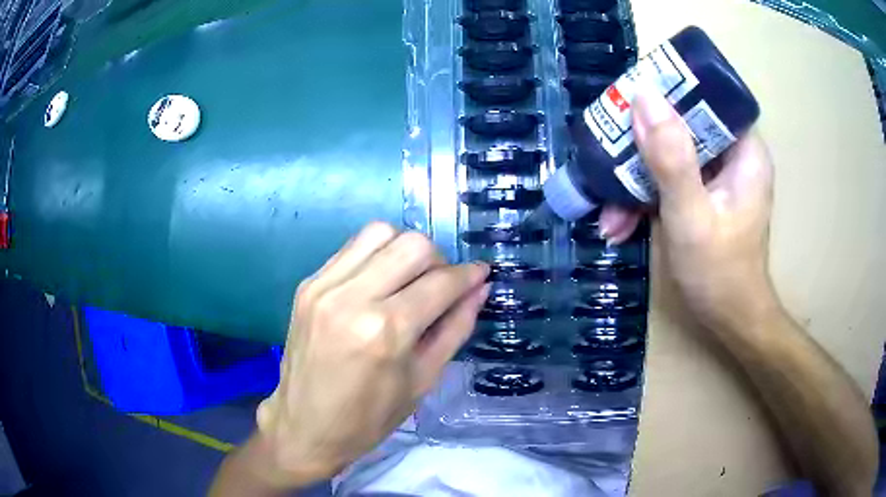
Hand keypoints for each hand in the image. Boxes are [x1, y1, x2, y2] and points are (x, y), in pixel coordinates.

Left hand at [255, 222, 488, 487]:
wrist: (305, 427)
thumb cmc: (369, 418)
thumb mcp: (423, 379)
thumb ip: (455, 328)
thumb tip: (480, 288)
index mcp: (386, 332)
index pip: (440, 282)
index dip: (468, 275)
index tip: (481, 275)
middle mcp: (352, 298)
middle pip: (412, 244)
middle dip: (439, 260)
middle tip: (441, 286)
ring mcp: (324, 286)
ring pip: (380, 232)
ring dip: (405, 249)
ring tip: (409, 280)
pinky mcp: (308, 284)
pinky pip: (352, 248)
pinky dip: (376, 255)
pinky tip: (380, 282)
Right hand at [599, 89, 775, 330]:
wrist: (728, 321)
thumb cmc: (719, 273)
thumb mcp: (691, 216)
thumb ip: (671, 158)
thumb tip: (643, 97)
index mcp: (744, 151)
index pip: (708, 98)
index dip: (670, 91)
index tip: (631, 100)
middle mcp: (732, 156)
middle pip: (682, 126)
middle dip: (642, 146)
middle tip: (607, 156)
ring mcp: (715, 177)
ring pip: (669, 155)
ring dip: (635, 180)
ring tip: (608, 214)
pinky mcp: (700, 195)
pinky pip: (668, 180)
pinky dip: (643, 199)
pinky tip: (618, 224)